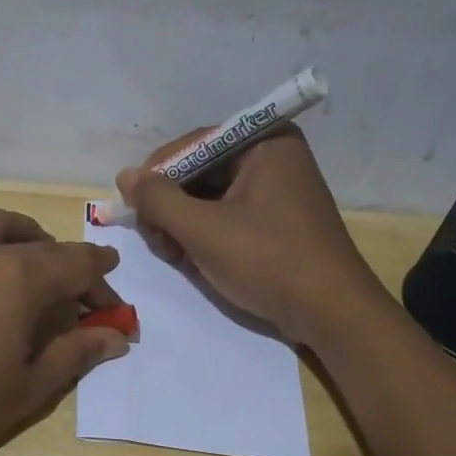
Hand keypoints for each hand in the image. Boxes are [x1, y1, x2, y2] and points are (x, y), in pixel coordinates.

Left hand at [0, 207, 128, 455]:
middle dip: (70, 262)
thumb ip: (74, 355)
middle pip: (40, 245)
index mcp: (22, 281)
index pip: (78, 267)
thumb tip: (115, 336)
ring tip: (28, 251)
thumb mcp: (28, 388)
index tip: (114, 305)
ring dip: (17, 231)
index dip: (102, 283)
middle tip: (80, 291)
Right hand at [117, 127, 377, 344]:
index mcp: (264, 142)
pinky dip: (204, 235)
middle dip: (171, 206)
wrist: (331, 313)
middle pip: (199, 171)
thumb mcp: (204, 231)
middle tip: (157, 242)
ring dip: (183, 225)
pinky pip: (227, 215)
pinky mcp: (276, 220)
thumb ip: (159, 200)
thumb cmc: (269, 262)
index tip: (133, 209)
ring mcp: (276, 189)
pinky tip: (193, 260)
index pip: (193, 145)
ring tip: (175, 256)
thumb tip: (125, 176)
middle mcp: (272, 156)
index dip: (157, 175)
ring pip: (209, 196)